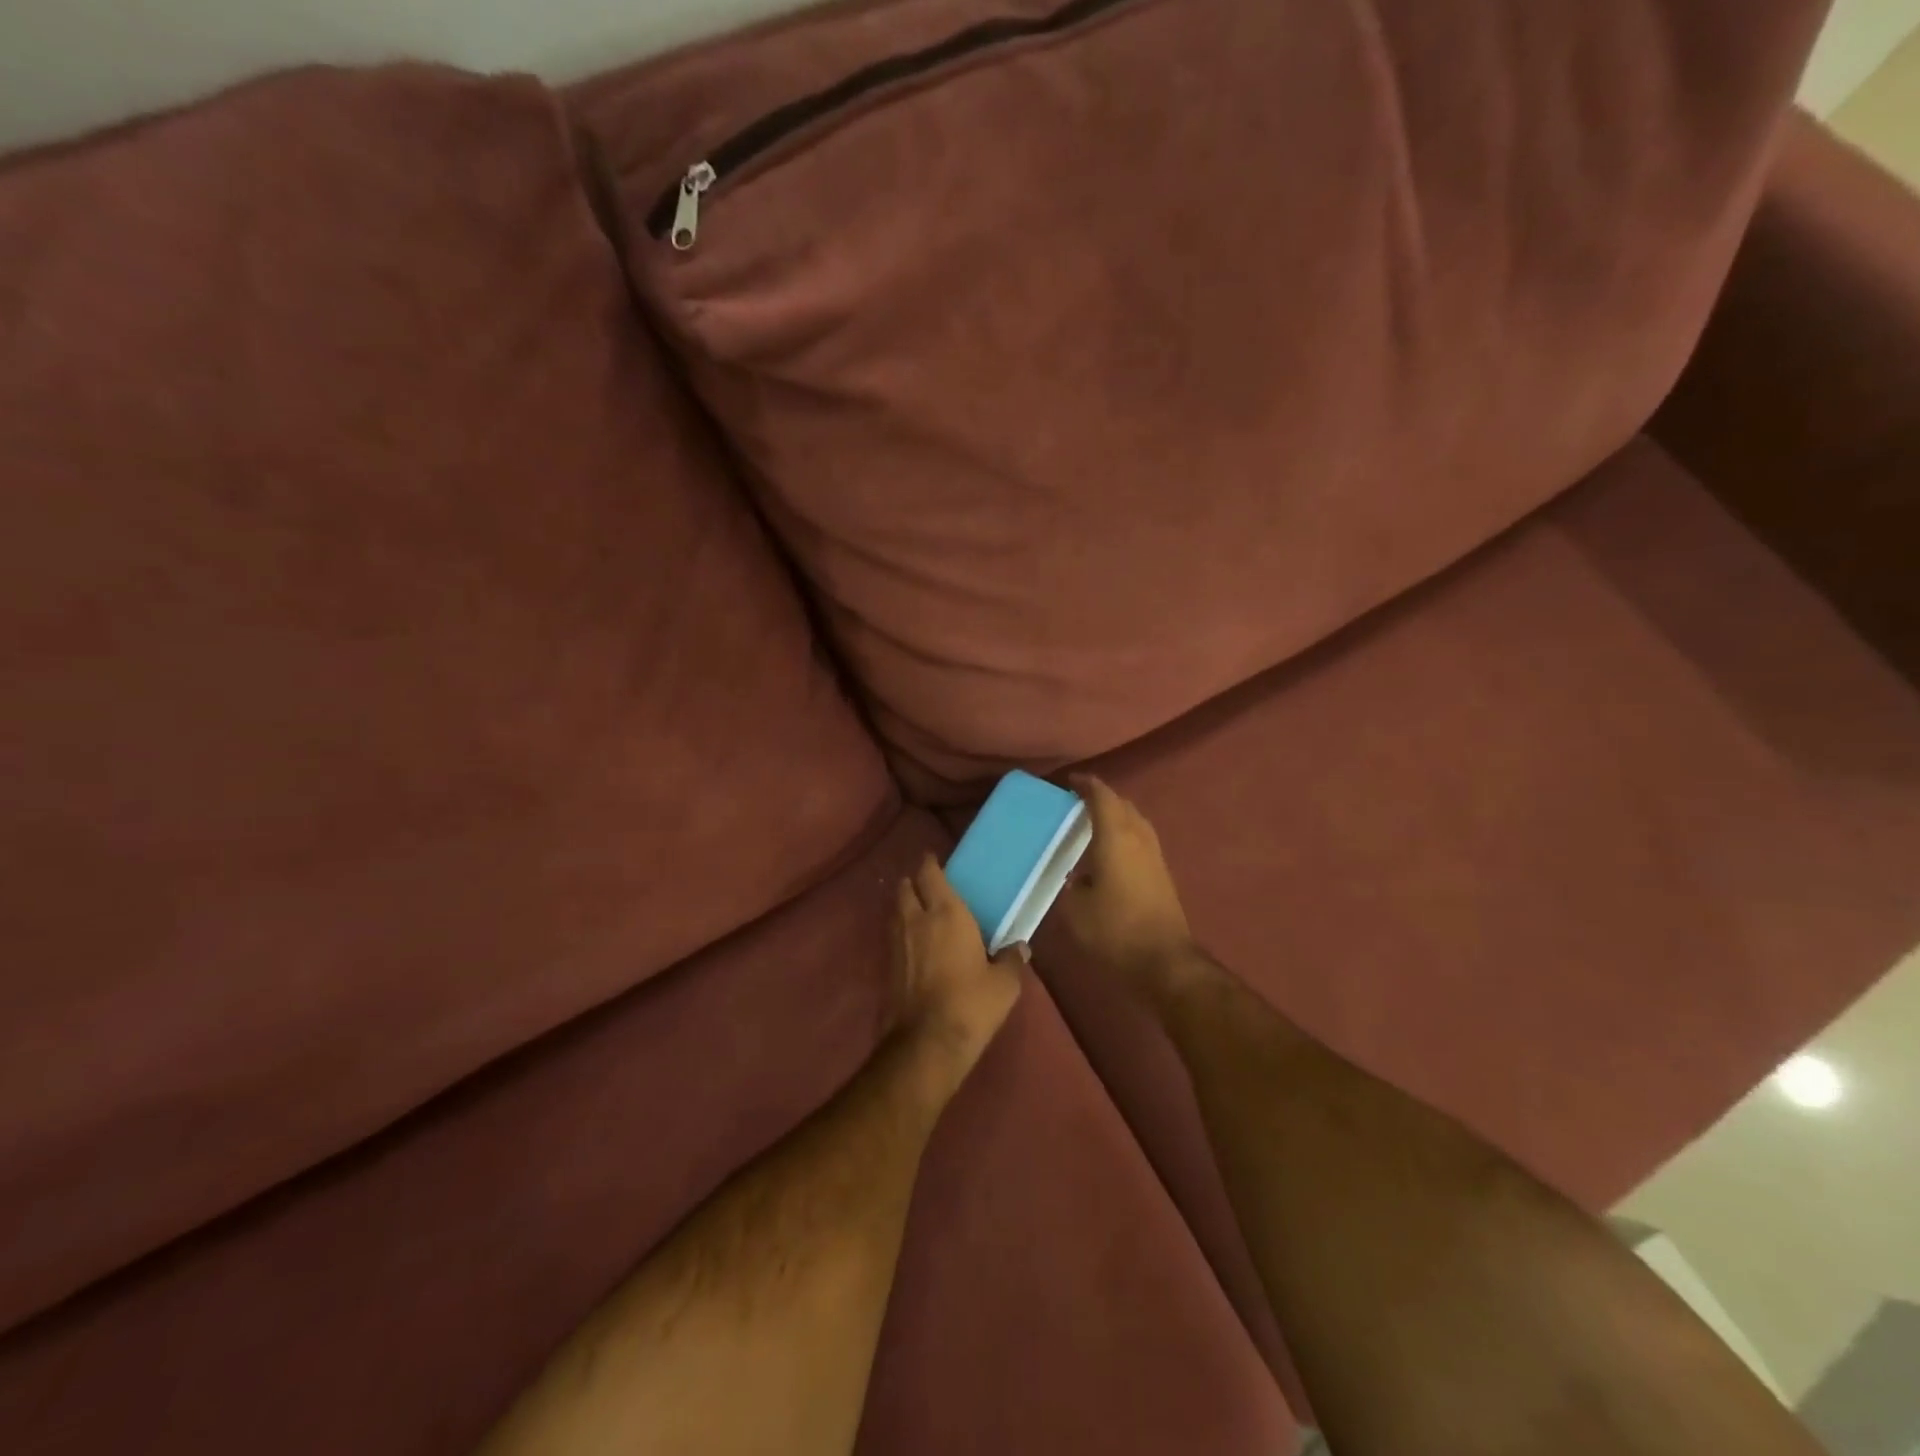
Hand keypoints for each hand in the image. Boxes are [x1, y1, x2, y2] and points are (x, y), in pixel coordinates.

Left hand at [892, 855, 1024, 1083]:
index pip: (930, 874)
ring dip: (905, 905)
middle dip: (913, 882)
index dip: (930, 864)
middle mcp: (916, 920)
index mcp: (946, 913)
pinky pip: (893, 937)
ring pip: (895, 911)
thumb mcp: (1004, 984)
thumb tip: (1020, 948)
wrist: (926, 1043)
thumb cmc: (971, 1004)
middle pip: (905, 887)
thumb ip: (1012, 960)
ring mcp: (897, 943)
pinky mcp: (887, 967)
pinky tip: (915, 945)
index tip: (935, 860)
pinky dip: (901, 932)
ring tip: (920, 912)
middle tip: (928, 886)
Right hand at [1057, 775, 1198, 1005]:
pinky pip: (1140, 838)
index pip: (1102, 797)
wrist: (1165, 961)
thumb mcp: (1074, 910)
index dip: (1085, 785)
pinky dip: (1124, 833)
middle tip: (1076, 803)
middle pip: (1122, 804)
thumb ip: (1067, 885)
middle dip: (1101, 797)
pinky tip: (1109, 851)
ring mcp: (1155, 855)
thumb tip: (1069, 876)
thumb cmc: (1115, 930)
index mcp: (1115, 837)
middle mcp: (1139, 838)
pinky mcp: (1162, 873)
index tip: (1068, 782)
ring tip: (1092, 823)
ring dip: (1115, 815)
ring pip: (1135, 821)